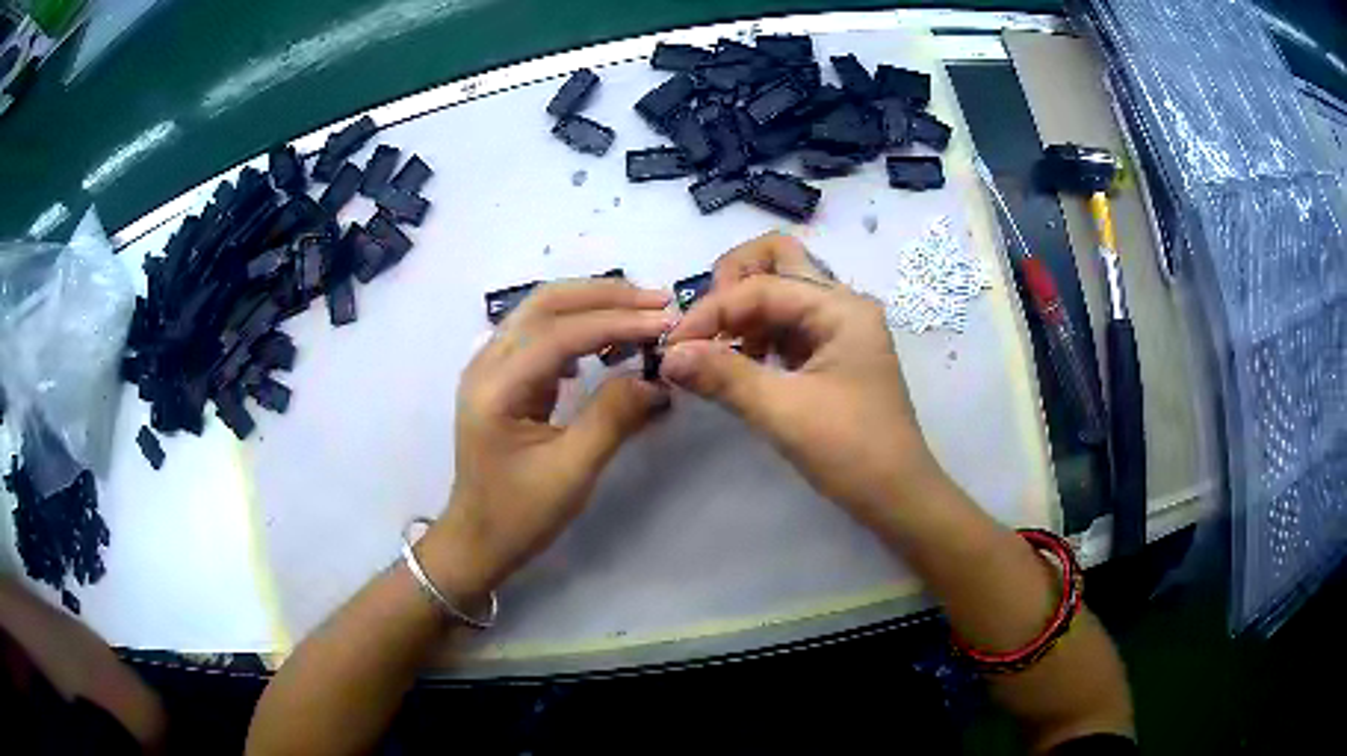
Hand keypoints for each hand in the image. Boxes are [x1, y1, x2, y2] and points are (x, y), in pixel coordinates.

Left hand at [420, 280, 674, 599]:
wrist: (478, 539)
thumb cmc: (520, 514)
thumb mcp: (572, 472)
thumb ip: (613, 419)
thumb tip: (657, 379)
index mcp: (496, 388)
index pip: (560, 333)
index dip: (616, 322)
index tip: (665, 322)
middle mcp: (486, 363)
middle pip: (546, 303)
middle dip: (604, 296)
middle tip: (658, 301)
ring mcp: (491, 367)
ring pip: (542, 311)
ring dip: (593, 304)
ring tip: (641, 313)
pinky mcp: (502, 377)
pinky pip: (541, 333)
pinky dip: (579, 326)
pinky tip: (605, 345)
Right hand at [662, 234, 944, 529]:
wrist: (897, 496)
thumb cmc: (852, 451)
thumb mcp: (785, 412)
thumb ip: (724, 376)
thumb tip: (668, 356)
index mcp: (841, 308)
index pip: (762, 286)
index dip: (712, 311)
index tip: (672, 346)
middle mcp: (841, 306)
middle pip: (777, 263)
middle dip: (731, 285)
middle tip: (703, 327)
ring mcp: (837, 330)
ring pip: (778, 296)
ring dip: (740, 314)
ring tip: (712, 353)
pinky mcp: (829, 356)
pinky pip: (784, 329)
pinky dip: (754, 338)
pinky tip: (736, 366)